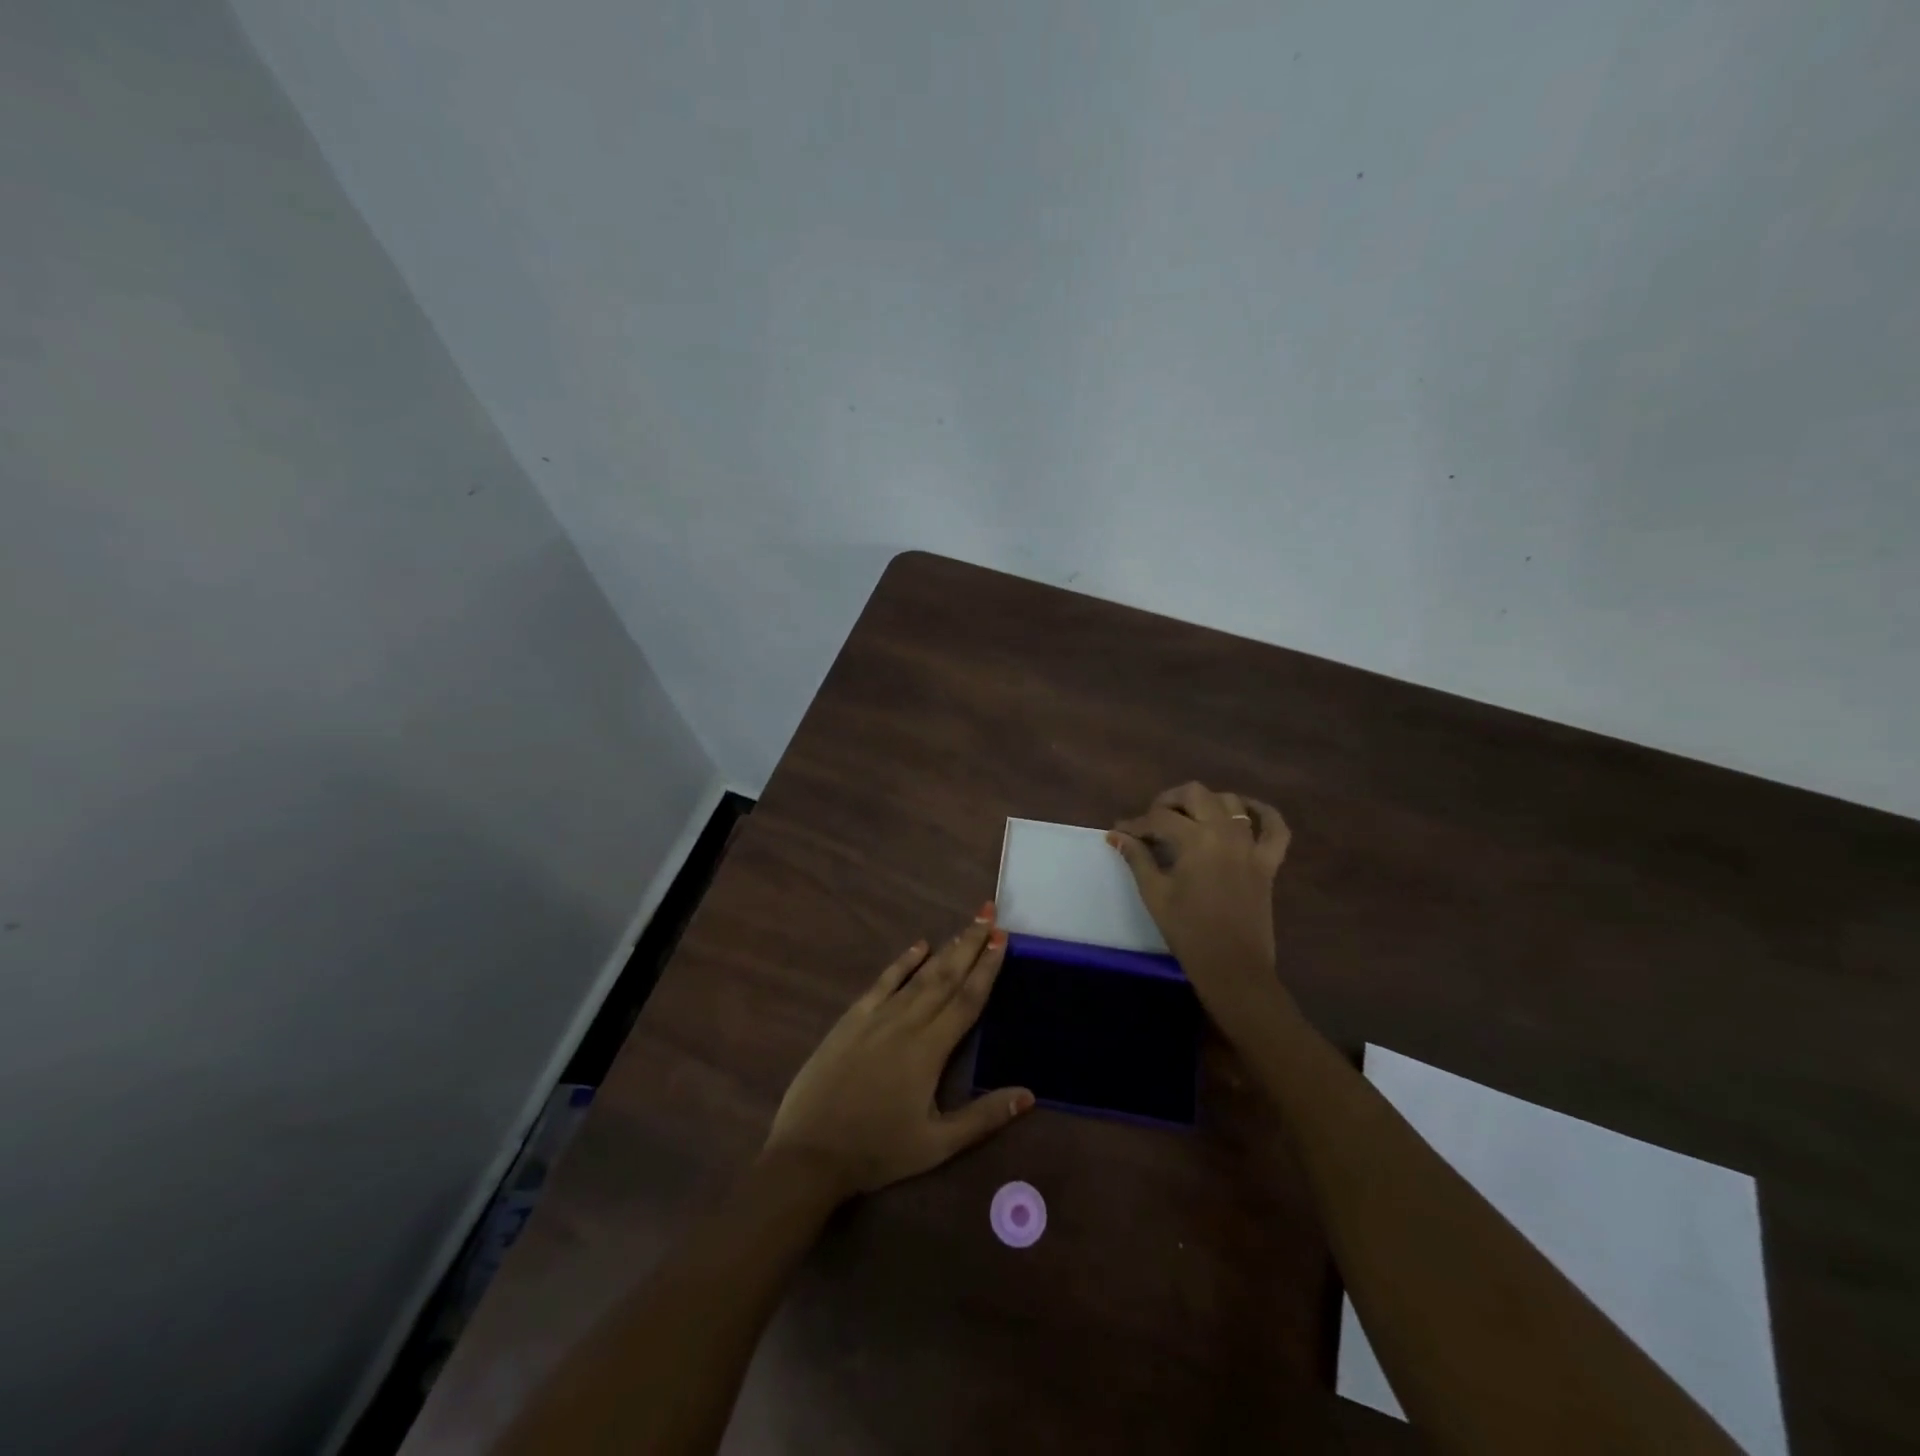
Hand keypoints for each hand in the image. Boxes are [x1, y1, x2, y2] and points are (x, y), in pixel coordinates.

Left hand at [763, 904, 1033, 1197]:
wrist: (809, 1152)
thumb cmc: (877, 1151)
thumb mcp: (937, 1145)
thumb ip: (983, 1117)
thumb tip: (1029, 1094)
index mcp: (930, 1050)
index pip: (967, 1000)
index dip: (987, 968)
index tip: (1002, 938)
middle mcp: (907, 1023)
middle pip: (946, 977)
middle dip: (970, 945)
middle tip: (989, 914)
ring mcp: (876, 1017)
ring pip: (918, 976)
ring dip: (945, 949)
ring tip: (966, 927)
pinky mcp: (851, 1020)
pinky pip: (882, 982)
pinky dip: (902, 962)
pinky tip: (918, 946)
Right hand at [1109, 783, 1294, 1031]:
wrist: (1232, 967)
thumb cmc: (1188, 931)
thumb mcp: (1155, 893)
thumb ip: (1137, 858)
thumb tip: (1116, 835)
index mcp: (1196, 840)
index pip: (1159, 818)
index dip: (1136, 823)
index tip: (1120, 832)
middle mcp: (1225, 832)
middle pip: (1195, 794)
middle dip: (1169, 801)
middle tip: (1152, 821)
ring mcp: (1251, 845)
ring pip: (1230, 802)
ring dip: (1206, 802)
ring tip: (1188, 818)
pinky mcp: (1268, 861)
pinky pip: (1275, 827)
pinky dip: (1262, 813)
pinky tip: (1245, 811)